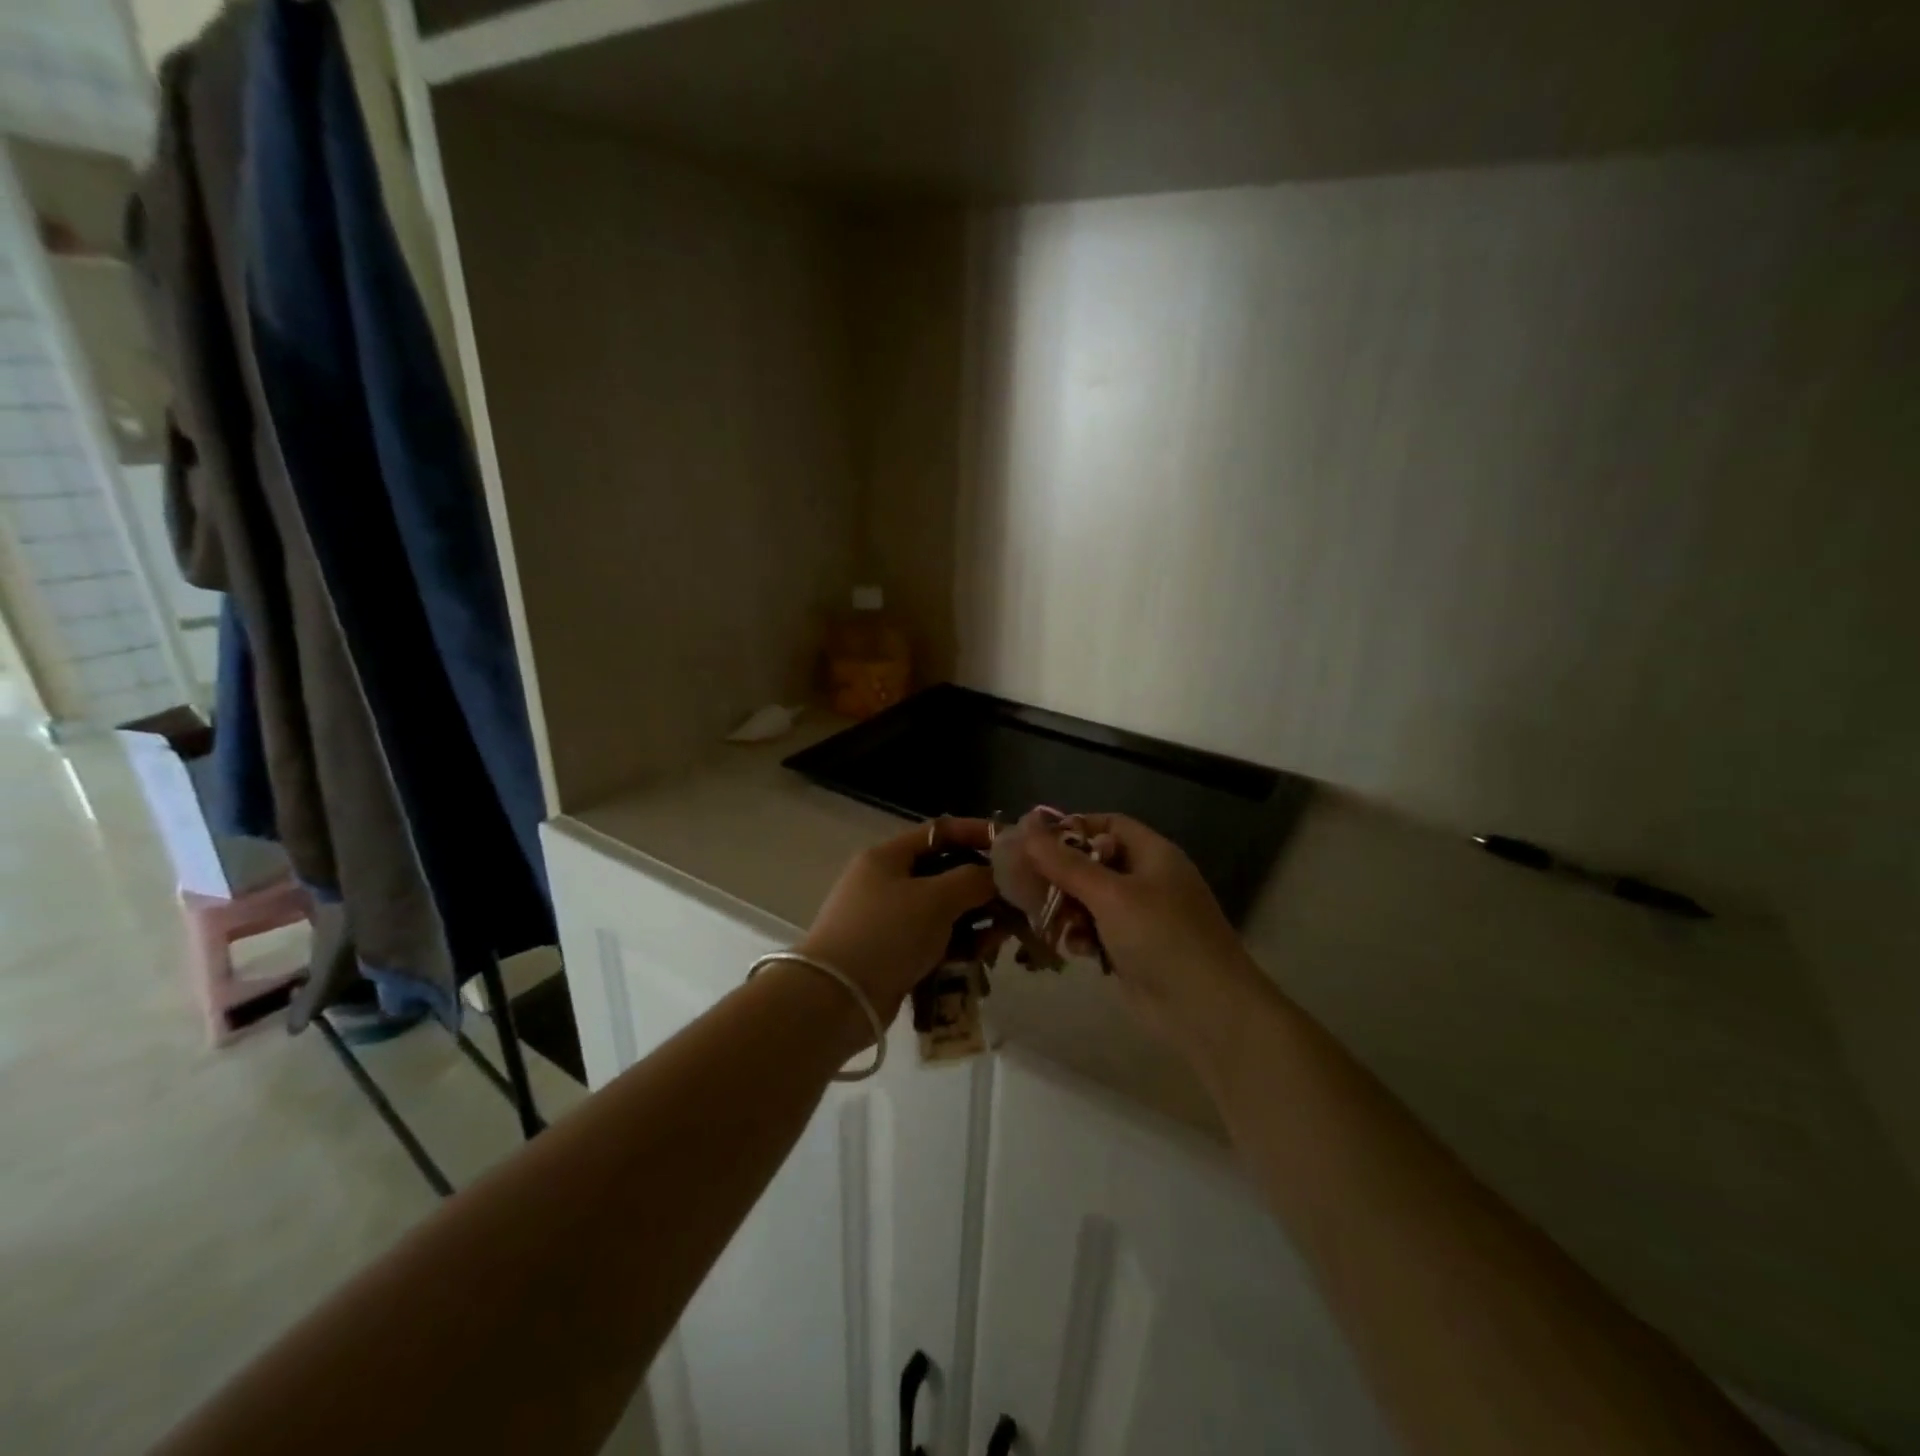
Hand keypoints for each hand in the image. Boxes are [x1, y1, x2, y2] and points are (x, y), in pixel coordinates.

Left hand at [797, 819, 997, 1022]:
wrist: (837, 999)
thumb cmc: (886, 934)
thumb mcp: (935, 899)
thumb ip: (972, 879)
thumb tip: (996, 875)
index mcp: (888, 857)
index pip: (940, 832)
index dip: (977, 833)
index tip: (1013, 844)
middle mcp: (887, 882)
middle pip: (945, 873)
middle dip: (982, 885)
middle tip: (1016, 899)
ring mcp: (889, 920)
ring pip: (944, 911)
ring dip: (976, 919)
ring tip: (1002, 936)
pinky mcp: (894, 954)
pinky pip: (935, 940)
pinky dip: (959, 944)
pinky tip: (981, 956)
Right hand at [1022, 814, 1268, 1056]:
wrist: (1205, 1010)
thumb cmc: (1160, 936)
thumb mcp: (1110, 894)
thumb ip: (1065, 863)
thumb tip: (1026, 829)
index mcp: (1153, 854)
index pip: (1108, 824)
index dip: (1072, 828)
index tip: (1035, 842)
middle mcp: (1148, 879)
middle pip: (1095, 863)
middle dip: (1062, 874)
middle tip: (1027, 884)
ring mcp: (1142, 917)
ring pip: (1091, 900)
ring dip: (1068, 909)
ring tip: (1049, 921)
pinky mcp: (1133, 949)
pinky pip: (1098, 931)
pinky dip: (1082, 936)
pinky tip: (1074, 950)